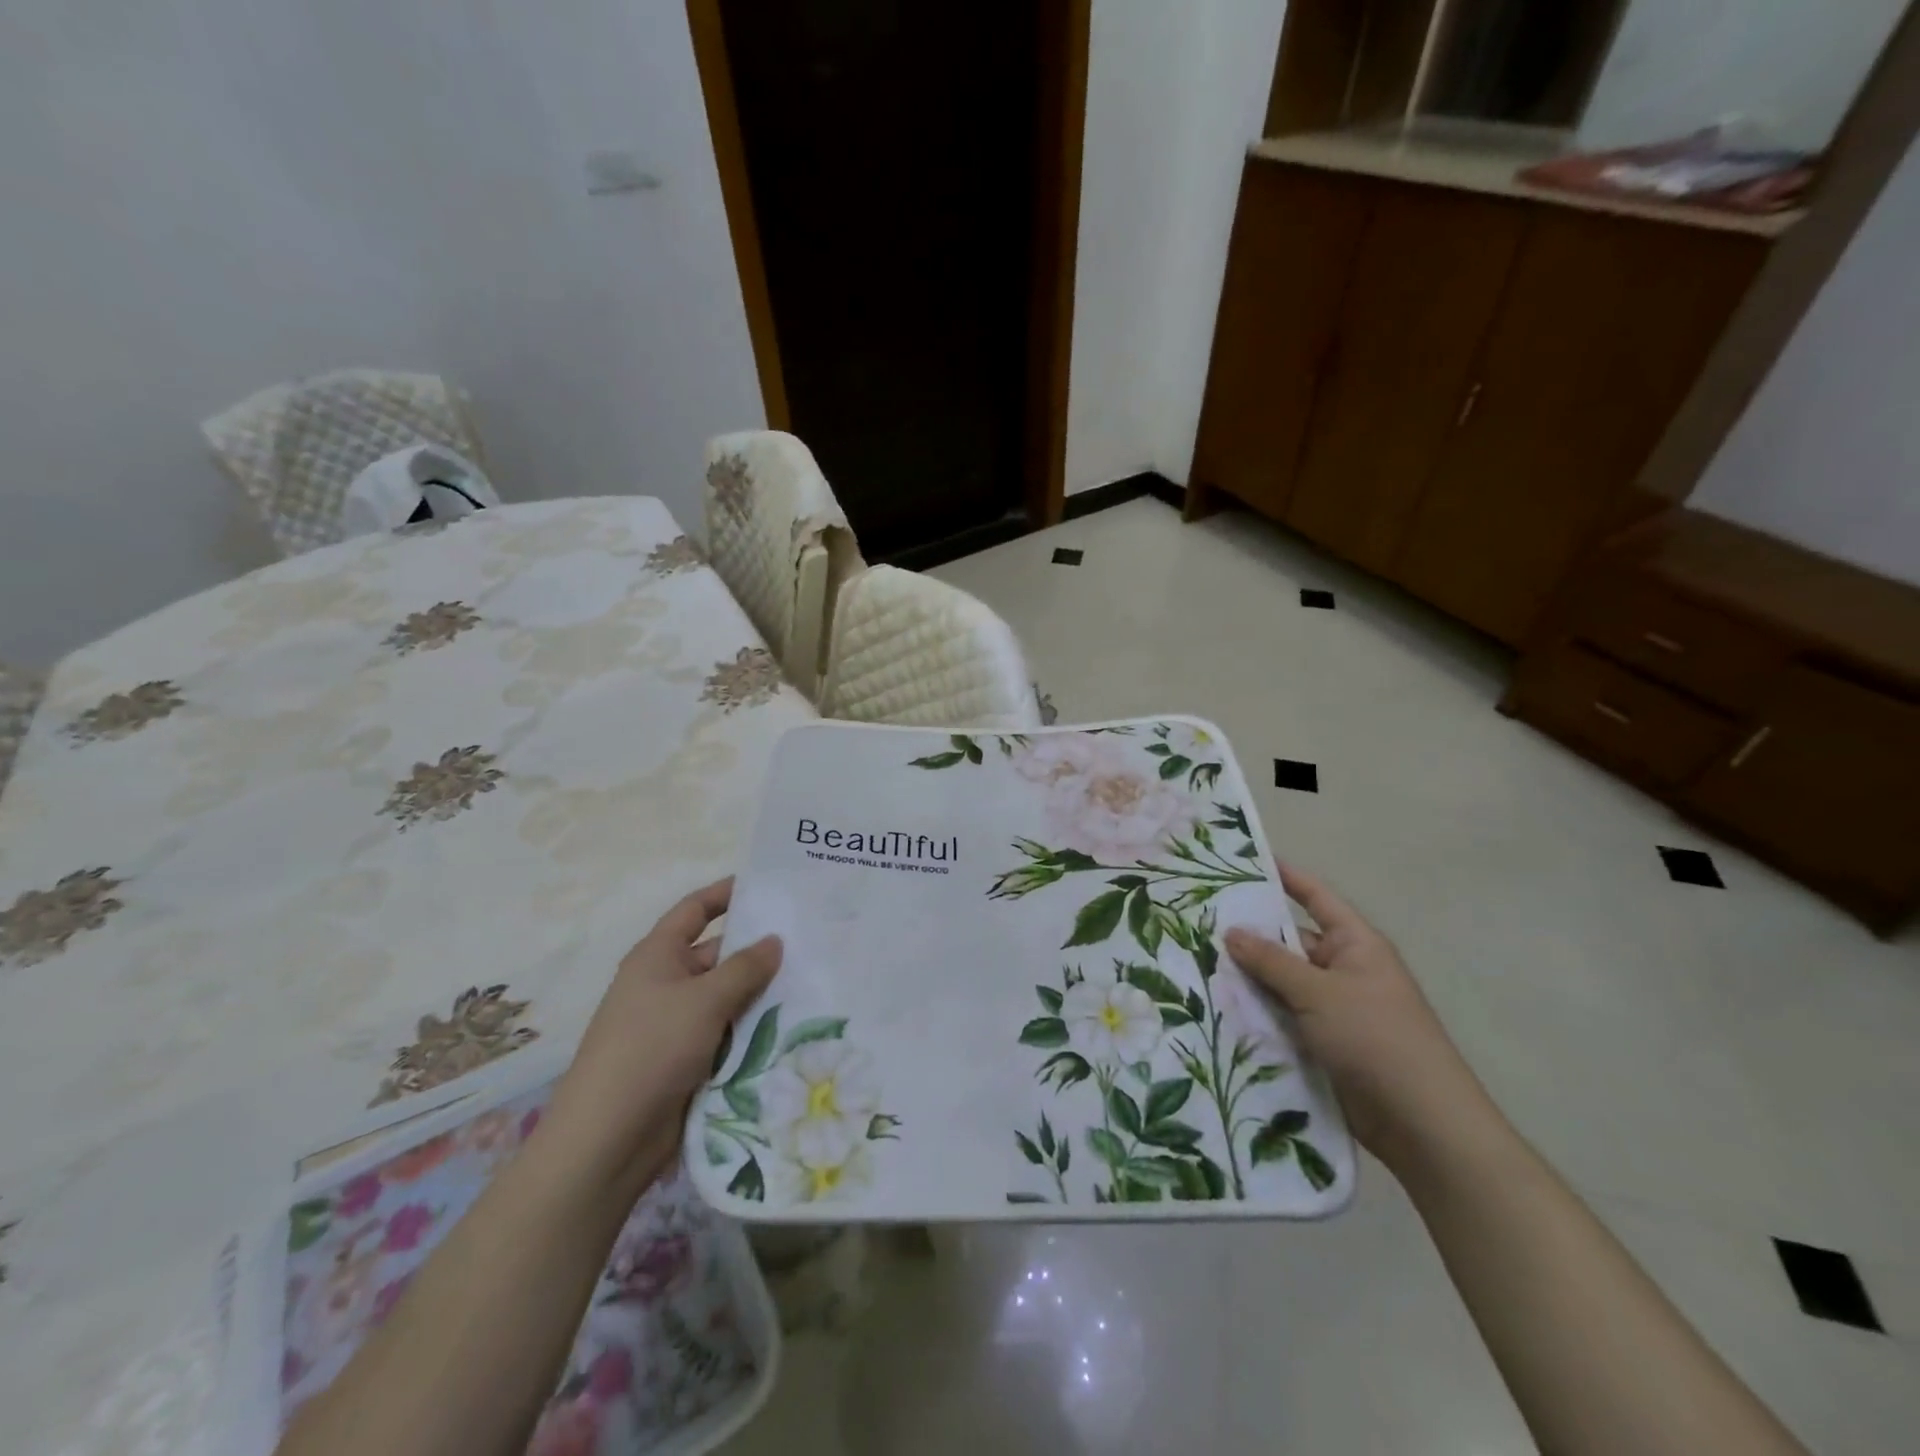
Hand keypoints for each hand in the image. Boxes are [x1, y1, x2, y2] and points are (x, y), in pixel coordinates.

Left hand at [544, 878, 780, 1197]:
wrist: (608, 1140)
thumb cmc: (651, 1050)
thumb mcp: (703, 1000)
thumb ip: (744, 967)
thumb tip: (774, 940)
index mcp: (657, 956)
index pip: (695, 910)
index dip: (726, 893)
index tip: (767, 885)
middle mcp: (665, 983)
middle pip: (718, 954)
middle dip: (757, 949)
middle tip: (809, 940)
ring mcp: (676, 1023)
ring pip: (728, 996)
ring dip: (761, 992)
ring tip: (813, 979)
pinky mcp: (687, 1059)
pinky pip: (727, 1031)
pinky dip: (753, 1027)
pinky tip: (792, 1024)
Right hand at [1225, 864, 1500, 1172]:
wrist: (1423, 1125)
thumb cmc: (1376, 1039)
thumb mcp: (1319, 992)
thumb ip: (1272, 961)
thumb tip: (1233, 931)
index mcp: (1355, 944)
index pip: (1314, 896)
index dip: (1283, 876)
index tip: (1241, 861)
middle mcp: (1344, 970)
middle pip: (1289, 941)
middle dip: (1248, 936)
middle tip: (1196, 922)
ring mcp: (1333, 1008)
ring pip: (1280, 983)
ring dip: (1247, 980)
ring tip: (1193, 965)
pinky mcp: (1323, 1043)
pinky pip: (1282, 1017)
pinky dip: (1256, 1014)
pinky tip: (1216, 1011)